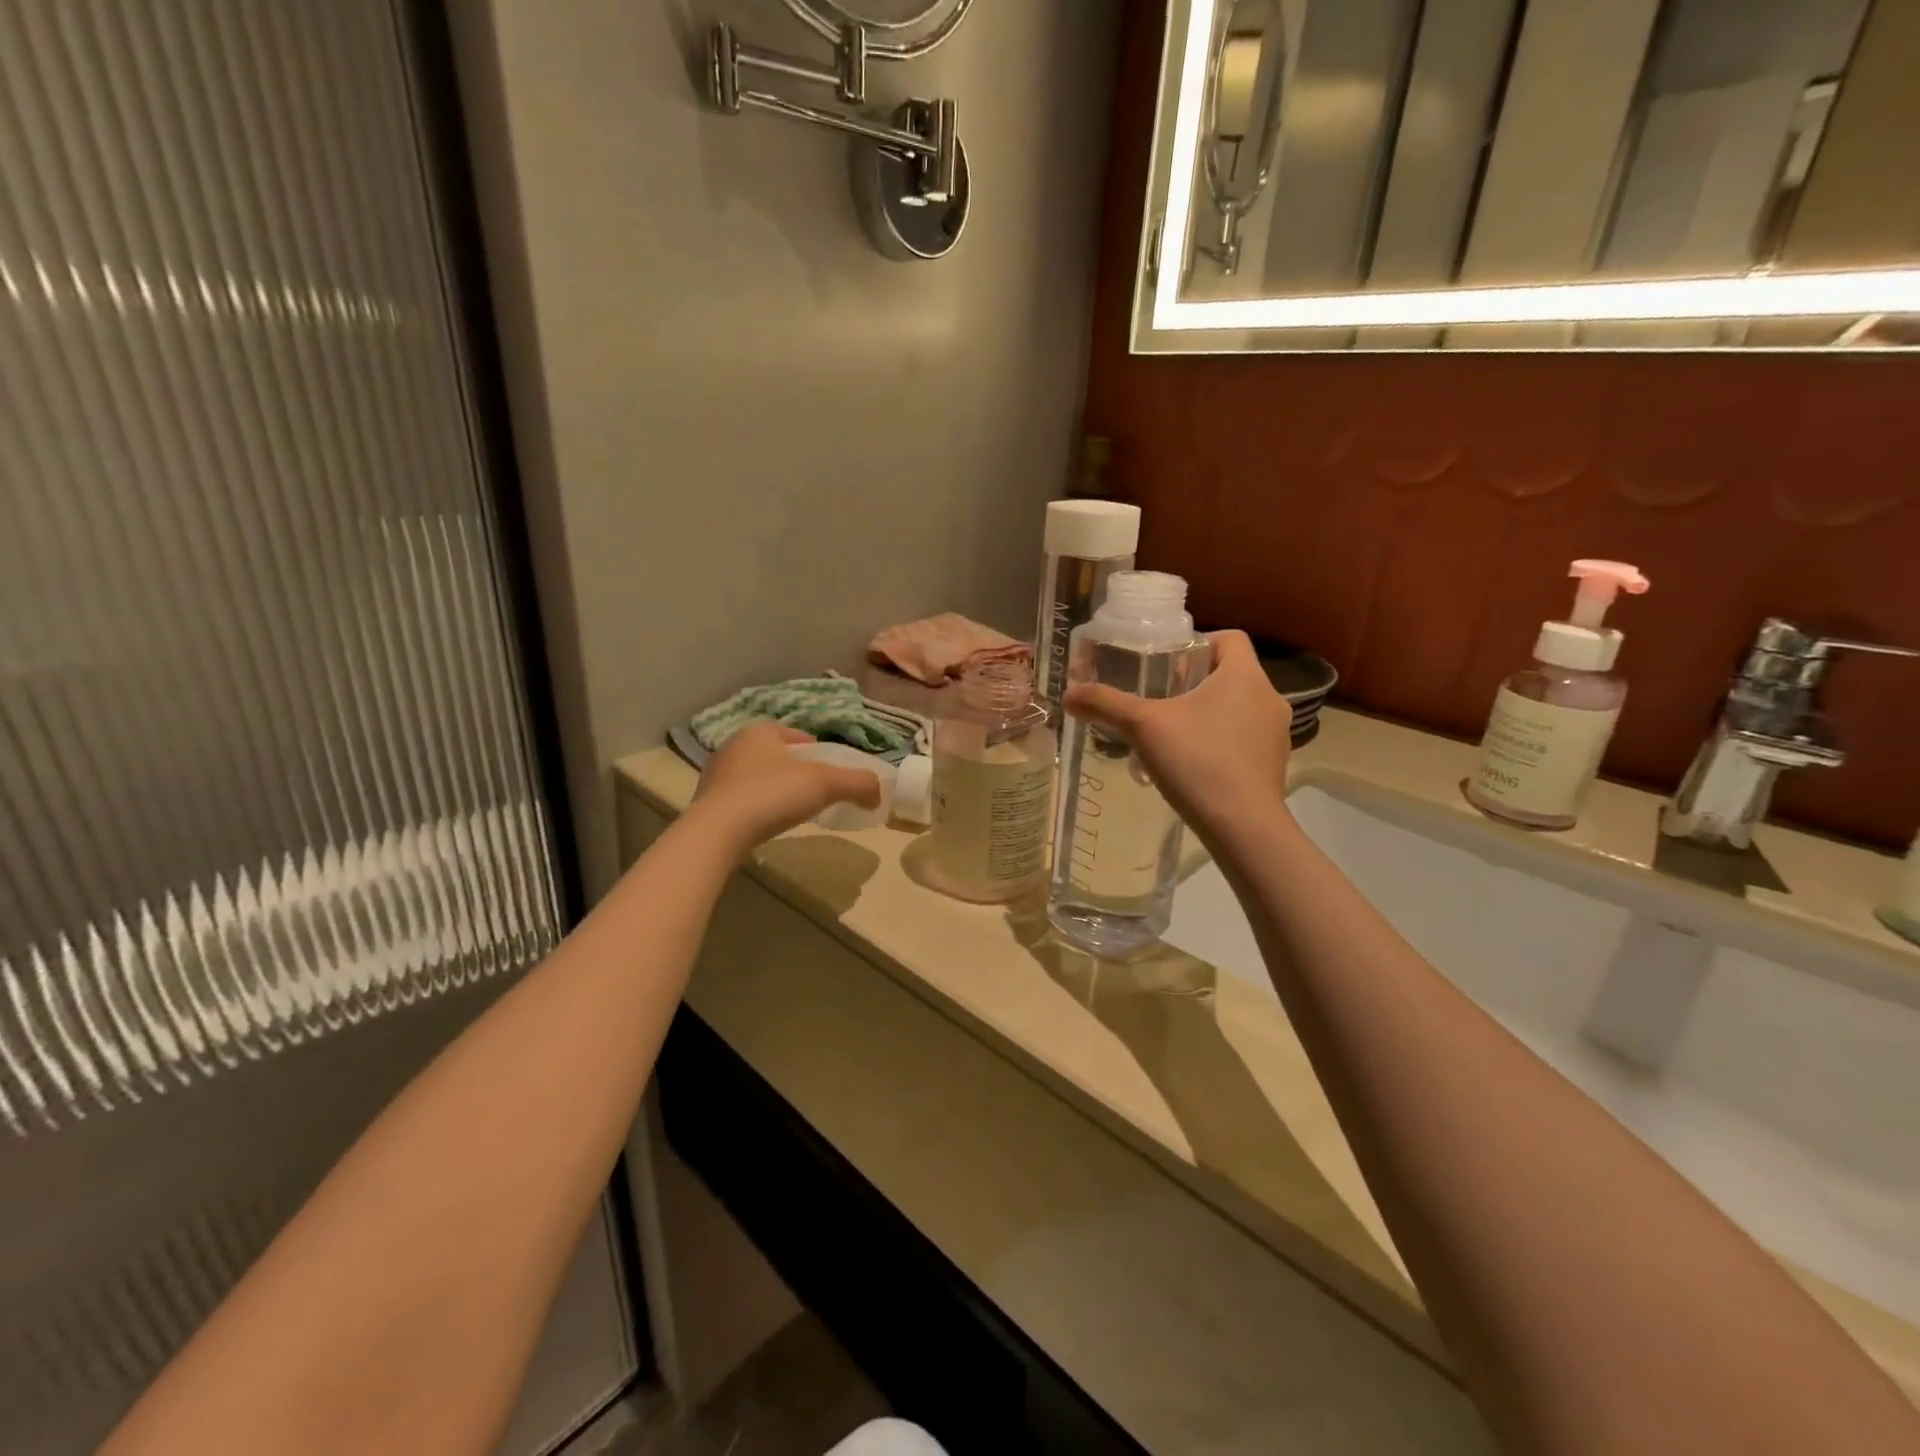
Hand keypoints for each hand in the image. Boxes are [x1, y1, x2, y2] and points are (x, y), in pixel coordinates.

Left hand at [692, 722, 882, 852]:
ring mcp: (716, 776)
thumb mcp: (825, 784)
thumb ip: (857, 783)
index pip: (793, 733)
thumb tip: (879, 792)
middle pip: (774, 754)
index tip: (828, 769)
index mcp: (759, 731)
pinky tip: (768, 824)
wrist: (718, 833)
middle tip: (814, 790)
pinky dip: (757, 808)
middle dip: (793, 768)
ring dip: (774, 788)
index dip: (814, 748)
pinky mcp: (707, 805)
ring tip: (792, 809)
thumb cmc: (772, 794)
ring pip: (756, 776)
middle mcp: (733, 747)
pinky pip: (741, 800)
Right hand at [1063, 630, 1291, 839]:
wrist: (1243, 827)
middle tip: (1159, 698)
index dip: (1198, 643)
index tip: (1168, 664)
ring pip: (1239, 707)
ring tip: (1171, 733)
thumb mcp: (1143, 727)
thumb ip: (1105, 704)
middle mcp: (1269, 697)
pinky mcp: (1274, 764)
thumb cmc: (1197, 762)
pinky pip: (1244, 738)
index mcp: (1245, 676)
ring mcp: (1276, 733)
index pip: (1230, 638)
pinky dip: (1221, 741)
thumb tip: (1068, 695)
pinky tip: (1192, 763)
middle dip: (1194, 681)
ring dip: (1208, 712)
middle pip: (1231, 673)